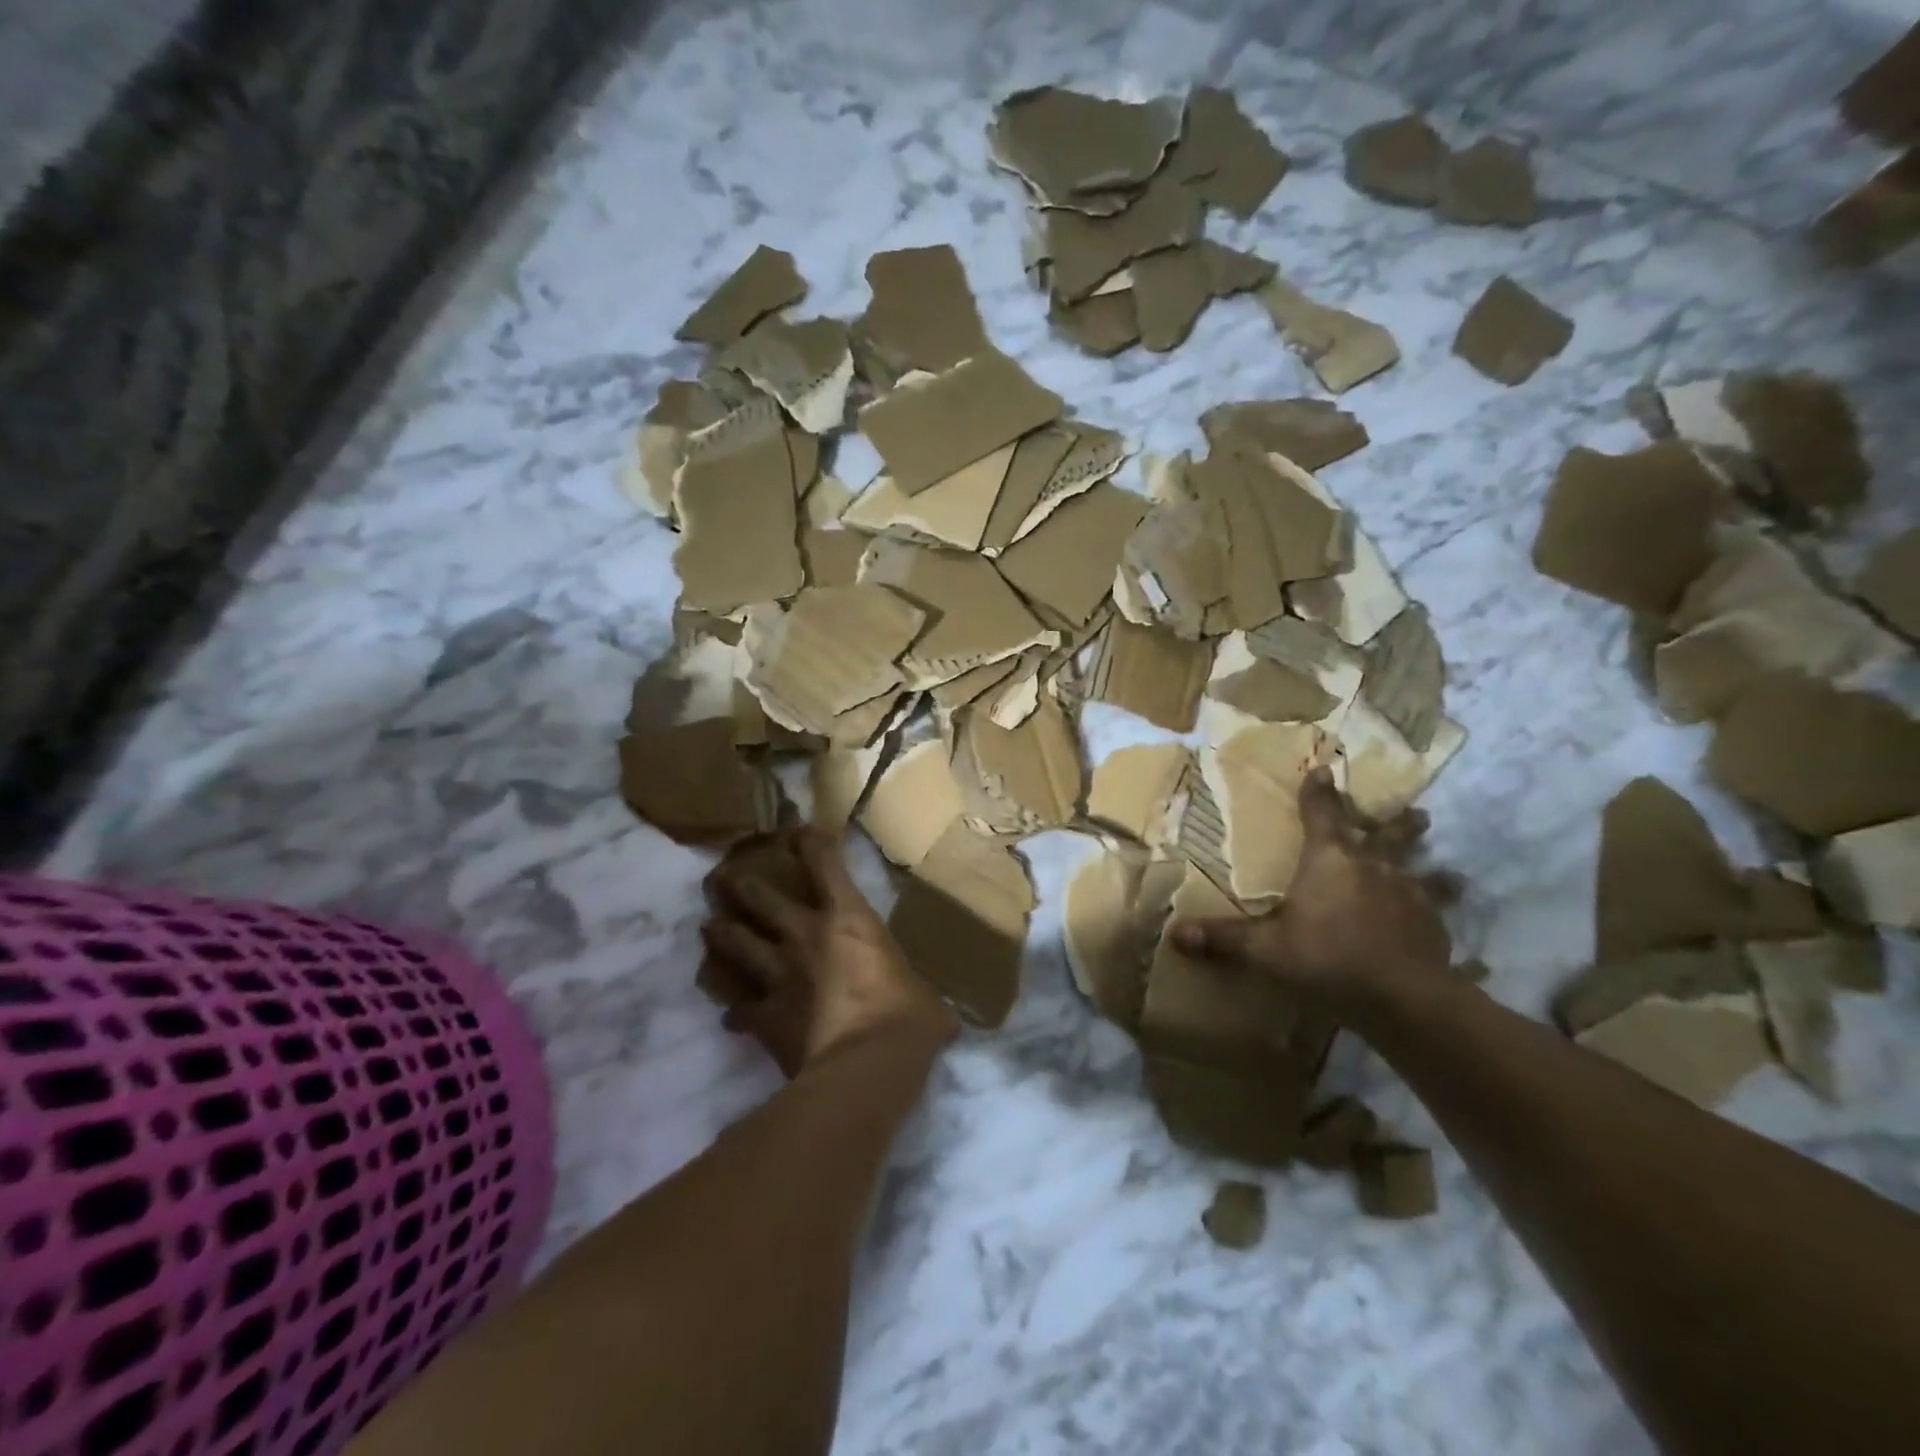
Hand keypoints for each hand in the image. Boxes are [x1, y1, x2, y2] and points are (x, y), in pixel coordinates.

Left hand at [701, 825, 956, 1076]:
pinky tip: (729, 1016)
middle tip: (724, 878)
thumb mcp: (923, 997)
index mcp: (848, 920)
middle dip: (744, 886)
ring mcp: (780, 976)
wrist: (866, 1064)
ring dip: (722, 936)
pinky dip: (735, 1012)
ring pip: (739, 946)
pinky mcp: (765, 1017)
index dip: (811, 844)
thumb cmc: (906, 1016)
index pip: (826, 867)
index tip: (799, 829)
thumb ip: (920, 999)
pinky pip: (740, 1011)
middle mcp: (806, 937)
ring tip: (709, 927)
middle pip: (764, 901)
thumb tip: (943, 1023)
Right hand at [1171, 768, 1456, 1019]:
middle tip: (1416, 813)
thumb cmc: (1326, 958)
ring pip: (1423, 873)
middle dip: (1398, 824)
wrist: (1402, 998)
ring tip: (1451, 871)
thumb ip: (1223, 939)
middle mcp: (1373, 868)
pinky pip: (1437, 915)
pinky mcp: (1433, 927)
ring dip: (1432, 869)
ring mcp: (1410, 895)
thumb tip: (1174, 933)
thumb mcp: (1265, 949)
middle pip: (1388, 836)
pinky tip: (1444, 929)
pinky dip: (1438, 916)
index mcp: (1329, 860)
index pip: (1321, 815)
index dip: (1319, 792)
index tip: (1324, 770)